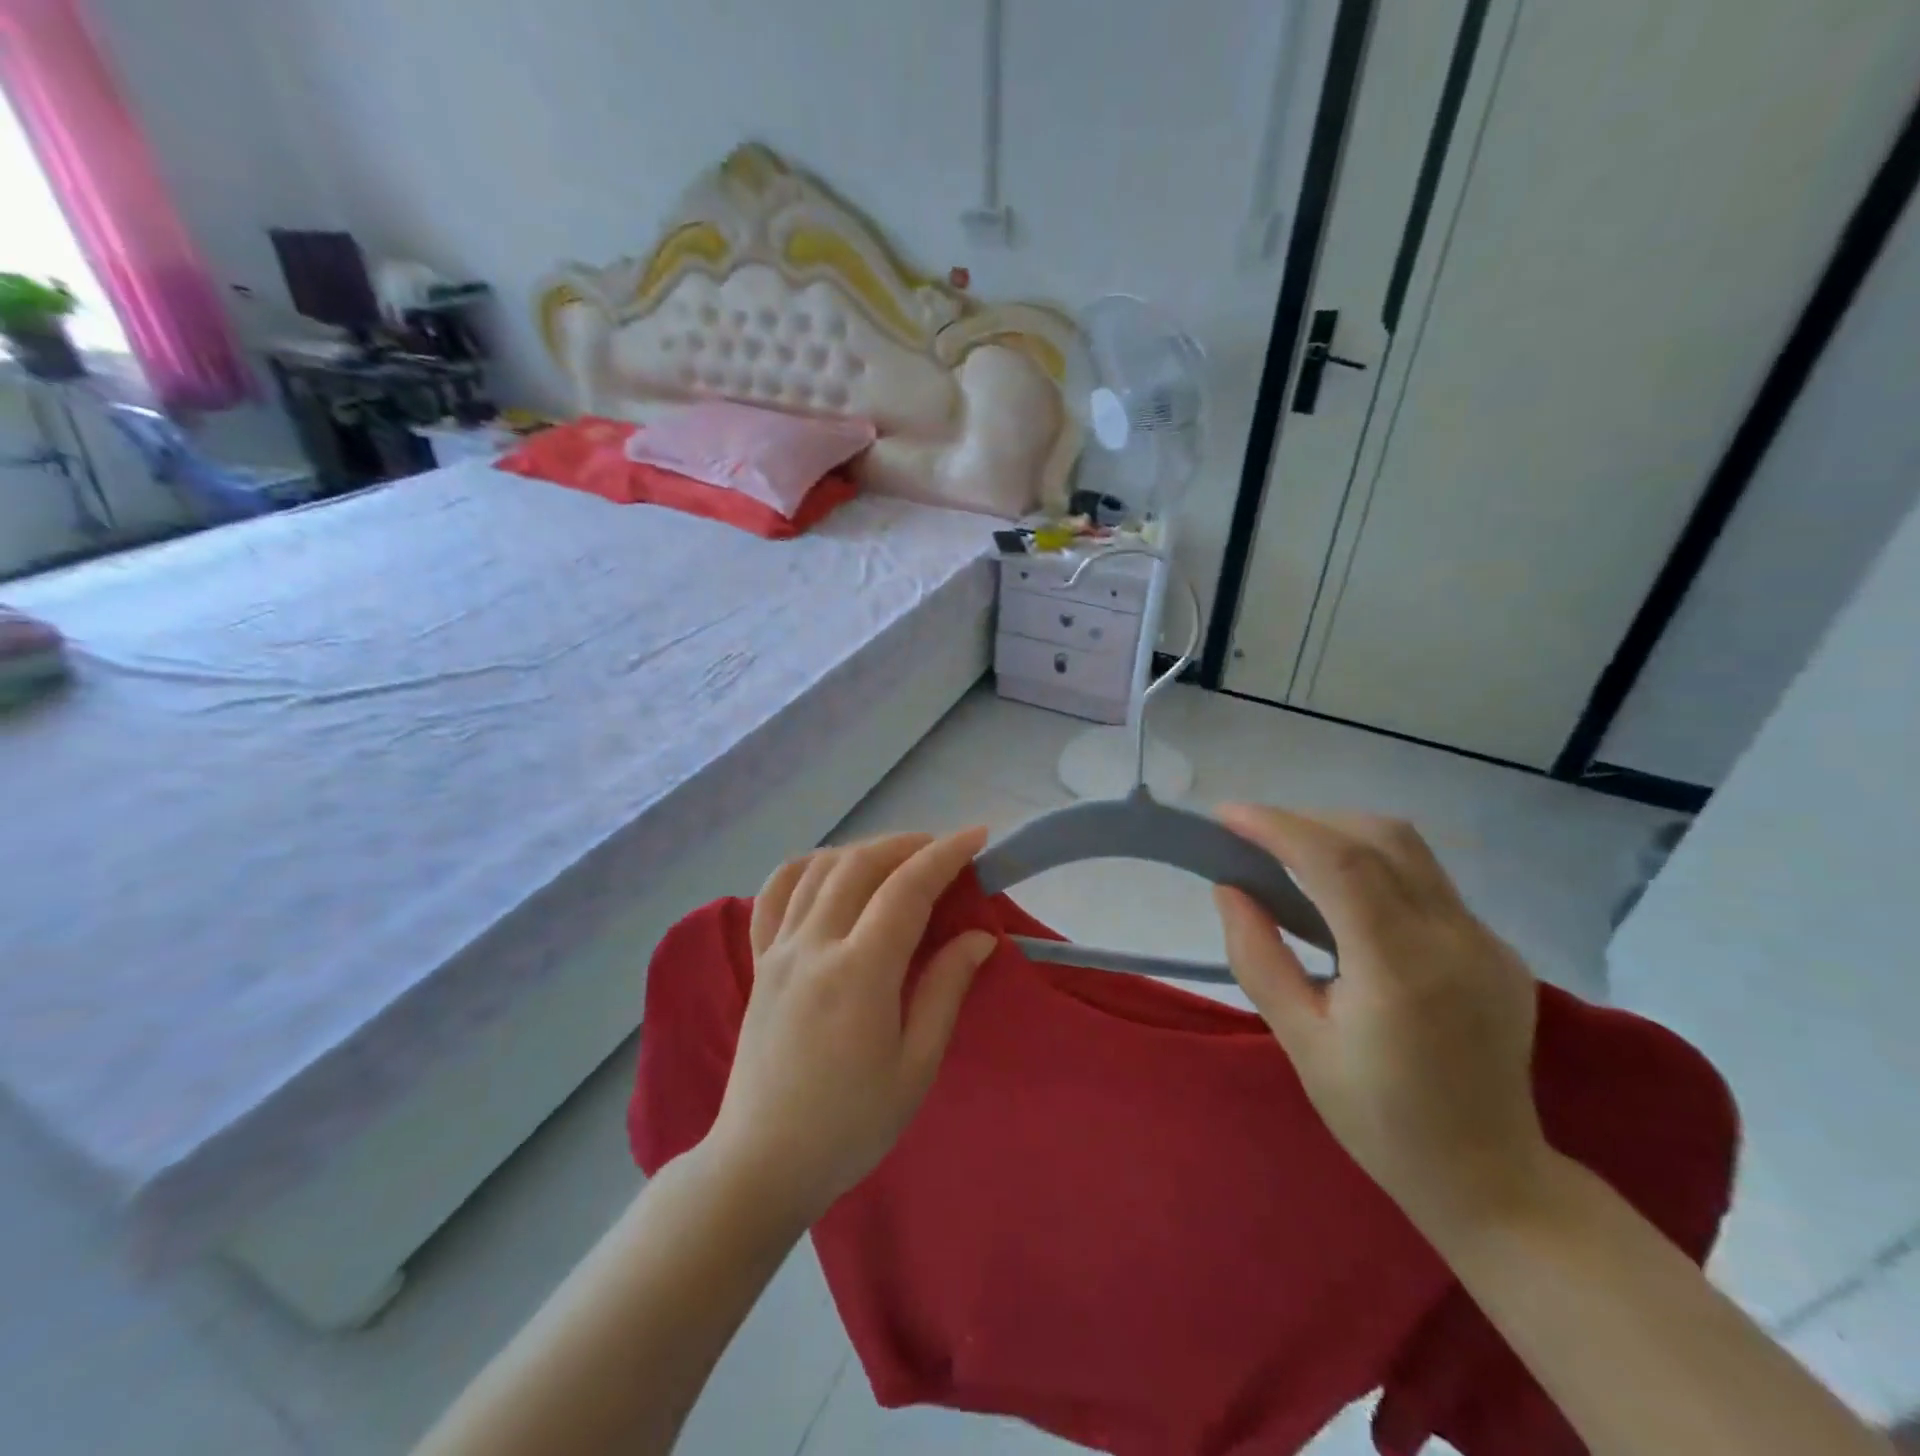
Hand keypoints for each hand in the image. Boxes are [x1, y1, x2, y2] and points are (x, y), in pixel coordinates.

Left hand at [705, 829, 996, 1226]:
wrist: (763, 1162)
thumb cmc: (851, 1125)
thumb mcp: (915, 1066)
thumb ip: (945, 989)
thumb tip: (977, 936)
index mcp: (859, 973)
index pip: (907, 889)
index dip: (945, 855)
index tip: (977, 837)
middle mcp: (814, 946)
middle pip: (861, 865)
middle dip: (908, 844)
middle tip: (944, 850)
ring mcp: (779, 949)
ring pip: (819, 868)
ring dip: (864, 850)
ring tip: (898, 858)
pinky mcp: (759, 961)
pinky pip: (776, 893)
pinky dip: (807, 866)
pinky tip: (830, 870)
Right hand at [1212, 805, 1550, 1239]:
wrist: (1490, 1179)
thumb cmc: (1378, 1119)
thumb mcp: (1299, 1041)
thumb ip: (1259, 957)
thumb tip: (1229, 888)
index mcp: (1402, 970)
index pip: (1339, 863)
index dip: (1278, 827)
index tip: (1226, 817)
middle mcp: (1454, 939)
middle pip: (1379, 837)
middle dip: (1307, 821)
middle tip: (1252, 838)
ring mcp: (1486, 941)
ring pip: (1408, 850)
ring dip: (1341, 835)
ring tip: (1290, 856)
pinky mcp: (1497, 947)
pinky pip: (1427, 881)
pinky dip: (1372, 866)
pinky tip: (1343, 900)